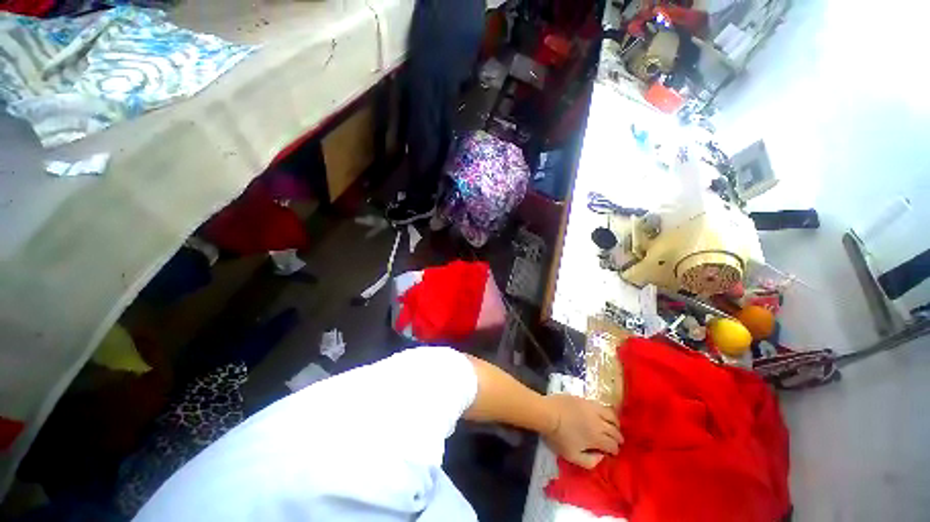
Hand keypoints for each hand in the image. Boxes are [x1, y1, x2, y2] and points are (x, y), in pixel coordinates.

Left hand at [542, 395, 621, 469]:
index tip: (613, 453)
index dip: (615, 450)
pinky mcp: (585, 399)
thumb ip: (590, 461)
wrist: (548, 413)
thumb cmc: (559, 436)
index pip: (613, 445)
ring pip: (611, 416)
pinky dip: (607, 412)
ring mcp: (593, 409)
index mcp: (597, 438)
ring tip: (614, 428)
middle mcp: (599, 423)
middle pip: (614, 431)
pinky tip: (604, 415)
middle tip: (617, 442)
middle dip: (618, 438)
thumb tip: (601, 456)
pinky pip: (602, 405)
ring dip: (615, 424)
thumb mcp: (573, 456)